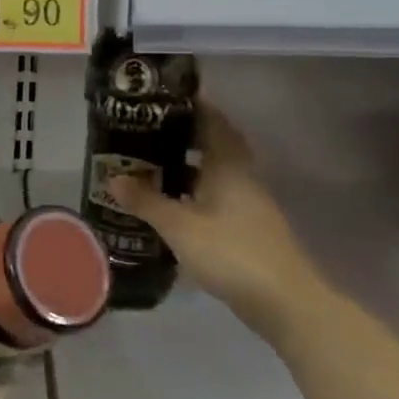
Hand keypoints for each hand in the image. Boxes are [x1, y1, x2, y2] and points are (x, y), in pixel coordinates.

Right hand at [108, 104, 318, 334]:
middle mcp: (241, 176)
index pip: (212, 121)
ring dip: (187, 165)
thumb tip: (113, 178)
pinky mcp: (247, 227)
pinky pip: (216, 195)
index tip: (163, 96)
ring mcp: (248, 202)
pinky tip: (172, 203)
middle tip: (147, 130)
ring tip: (150, 163)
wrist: (285, 302)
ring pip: (214, 172)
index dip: (192, 105)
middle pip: (214, 144)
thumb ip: (146, 201)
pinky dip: (194, 192)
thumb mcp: (180, 227)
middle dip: (184, 135)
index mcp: (228, 165)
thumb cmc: (231, 253)